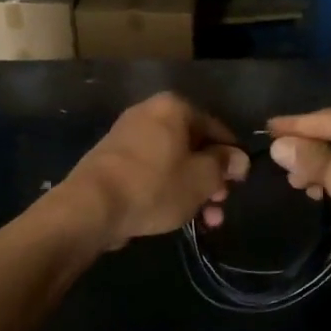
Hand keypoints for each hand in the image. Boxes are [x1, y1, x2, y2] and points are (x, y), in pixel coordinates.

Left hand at [62, 93, 249, 249]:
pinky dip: (167, 189)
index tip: (239, 184)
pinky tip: (176, 215)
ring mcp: (128, 136)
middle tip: (220, 207)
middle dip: (211, 179)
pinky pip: (151, 170)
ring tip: (205, 222)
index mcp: (174, 108)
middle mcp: (149, 113)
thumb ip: (224, 165)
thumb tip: (238, 158)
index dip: (232, 157)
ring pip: (173, 162)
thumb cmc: (154, 185)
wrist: (92, 206)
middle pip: (194, 146)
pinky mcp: (113, 160)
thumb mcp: (201, 179)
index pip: (216, 128)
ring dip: (193, 190)